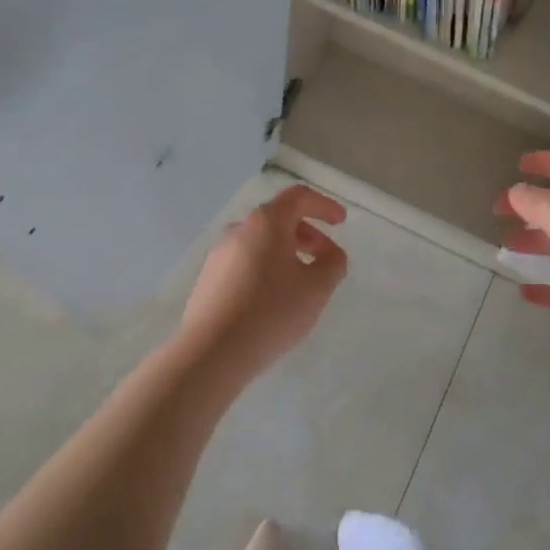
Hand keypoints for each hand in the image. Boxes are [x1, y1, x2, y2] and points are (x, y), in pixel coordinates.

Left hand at [178, 185, 348, 378]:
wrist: (212, 352)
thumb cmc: (271, 312)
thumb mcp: (317, 289)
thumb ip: (333, 263)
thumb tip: (330, 254)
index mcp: (266, 223)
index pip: (298, 197)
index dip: (324, 205)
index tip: (341, 222)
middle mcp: (238, 230)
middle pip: (278, 219)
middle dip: (307, 233)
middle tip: (325, 258)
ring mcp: (218, 254)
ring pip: (260, 242)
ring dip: (286, 252)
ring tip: (301, 282)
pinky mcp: (208, 278)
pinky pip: (244, 262)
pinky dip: (266, 268)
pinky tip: (273, 299)